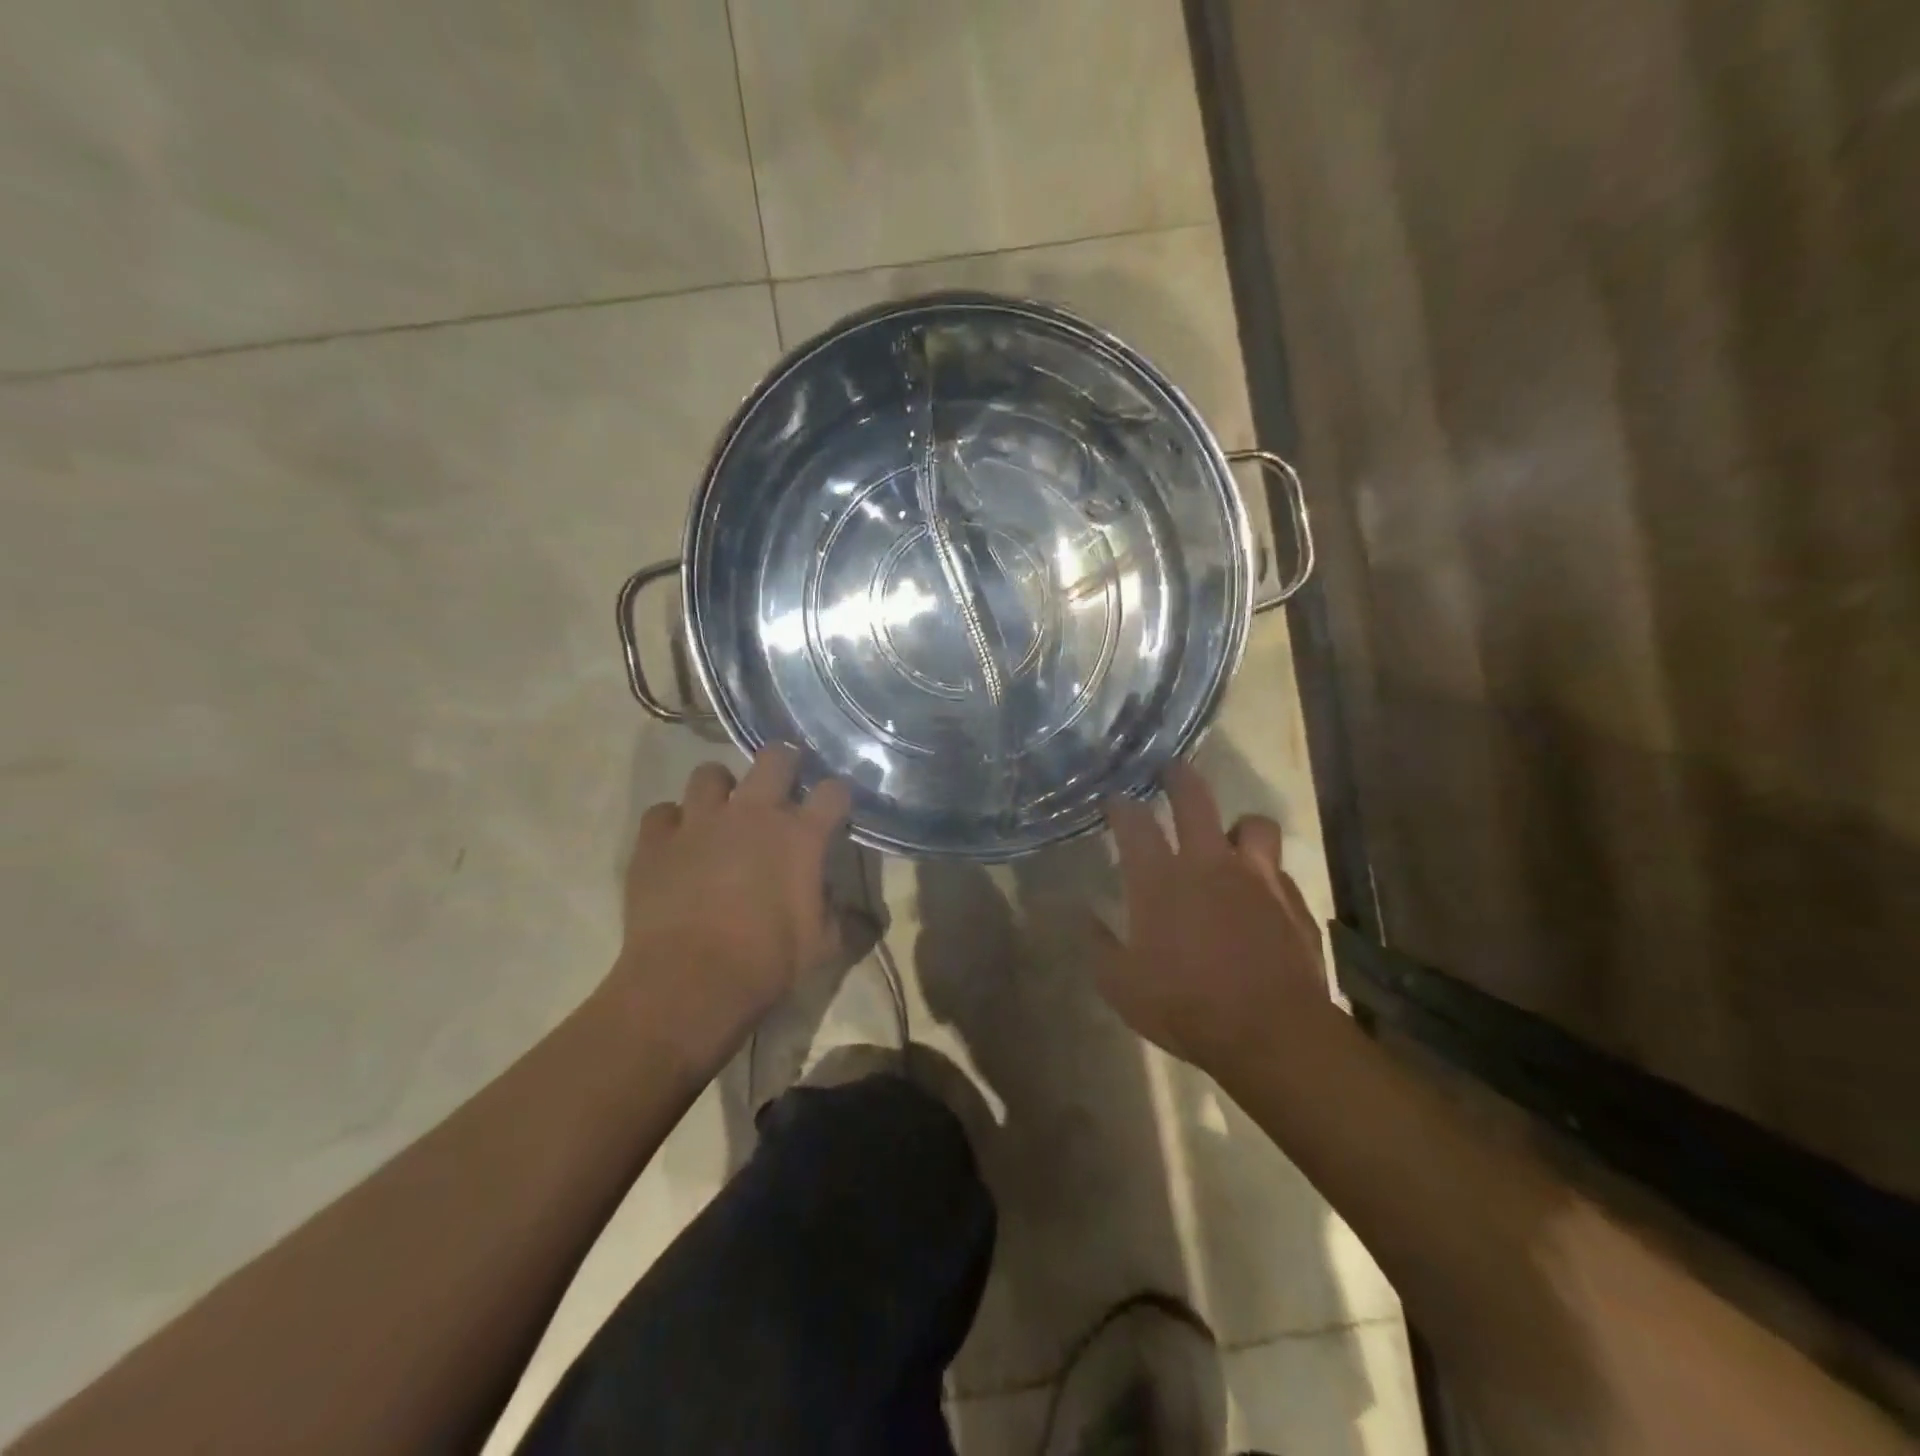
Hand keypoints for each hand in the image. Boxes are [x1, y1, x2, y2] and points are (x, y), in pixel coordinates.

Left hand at [606, 745, 851, 1073]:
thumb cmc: (767, 962)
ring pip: (710, 773)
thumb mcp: (823, 947)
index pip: (833, 791)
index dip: (837, 795)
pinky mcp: (657, 840)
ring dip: (721, 788)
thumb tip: (865, 918)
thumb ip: (847, 922)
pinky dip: (671, 823)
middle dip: (784, 762)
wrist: (690, 982)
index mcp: (800, 835)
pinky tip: (676, 842)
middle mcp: (753, 813)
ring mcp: (701, 820)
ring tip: (722, 810)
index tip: (836, 807)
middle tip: (783, 783)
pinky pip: (663, 813)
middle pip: (775, 757)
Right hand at [1094, 761, 1327, 1074]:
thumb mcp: (1122, 986)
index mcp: (1161, 879)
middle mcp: (1208, 864)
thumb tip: (1083, 916)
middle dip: (1178, 776)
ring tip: (1229, 838)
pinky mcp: (1292, 900)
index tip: (1114, 799)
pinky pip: (1279, 871)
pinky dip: (1266, 875)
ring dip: (1238, 826)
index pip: (1134, 823)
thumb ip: (1099, 945)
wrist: (1271, 1033)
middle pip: (1194, 798)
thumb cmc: (1186, 1007)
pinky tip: (1261, 896)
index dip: (1121, 805)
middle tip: (1169, 769)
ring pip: (1252, 824)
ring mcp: (1256, 878)